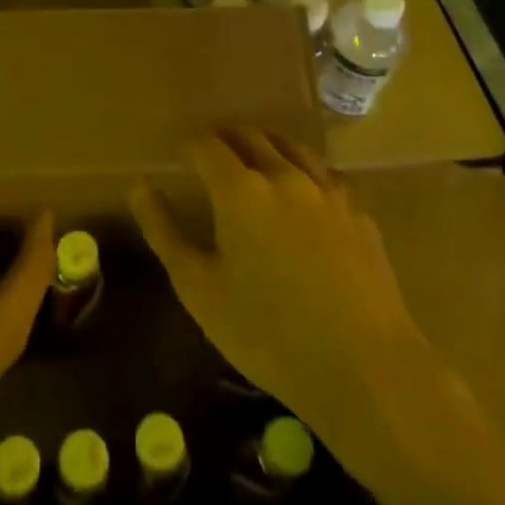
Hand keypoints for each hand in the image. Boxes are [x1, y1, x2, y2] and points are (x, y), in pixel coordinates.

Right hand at [130, 128, 431, 439]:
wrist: (365, 369)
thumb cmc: (268, 333)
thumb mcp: (199, 289)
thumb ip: (164, 231)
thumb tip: (138, 186)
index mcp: (240, 188)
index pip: (207, 145)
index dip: (189, 146)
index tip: (180, 156)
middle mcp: (284, 175)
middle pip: (250, 136)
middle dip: (226, 139)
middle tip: (212, 154)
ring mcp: (327, 191)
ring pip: (291, 147)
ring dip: (266, 145)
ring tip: (255, 161)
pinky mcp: (358, 213)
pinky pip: (324, 175)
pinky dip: (303, 171)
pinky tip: (303, 194)